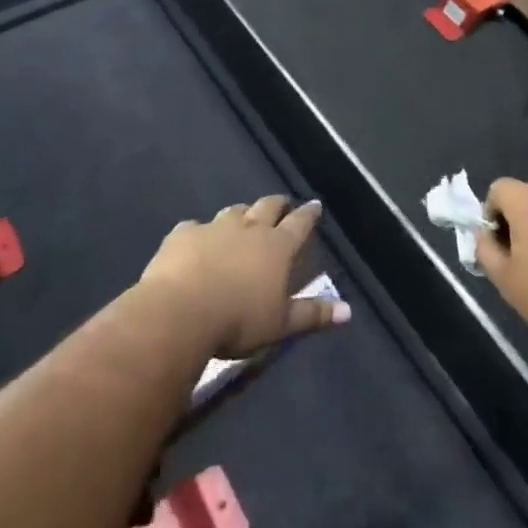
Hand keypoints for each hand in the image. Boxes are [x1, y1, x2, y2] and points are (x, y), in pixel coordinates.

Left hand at [138, 195, 348, 357]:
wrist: (180, 311)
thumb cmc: (238, 321)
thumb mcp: (280, 324)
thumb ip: (312, 314)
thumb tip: (347, 310)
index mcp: (276, 248)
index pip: (299, 224)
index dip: (308, 215)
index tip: (315, 205)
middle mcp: (248, 229)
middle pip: (267, 207)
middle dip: (278, 204)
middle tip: (282, 204)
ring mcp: (214, 228)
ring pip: (233, 211)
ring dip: (242, 213)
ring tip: (244, 217)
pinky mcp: (183, 234)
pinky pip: (195, 227)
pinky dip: (200, 232)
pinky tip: (196, 239)